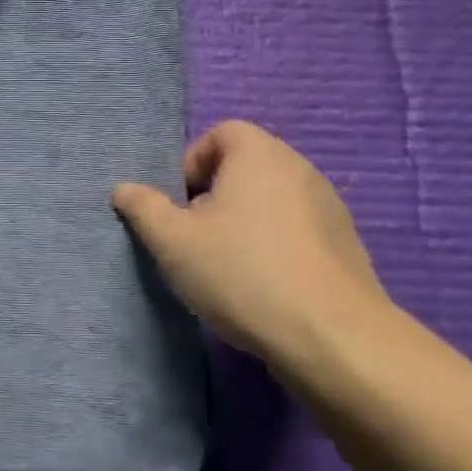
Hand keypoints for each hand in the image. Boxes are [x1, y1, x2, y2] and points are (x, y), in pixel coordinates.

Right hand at [113, 121, 399, 402]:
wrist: (333, 338)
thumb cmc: (243, 273)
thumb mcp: (174, 242)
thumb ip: (144, 208)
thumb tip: (124, 189)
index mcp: (259, 154)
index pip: (221, 133)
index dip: (193, 162)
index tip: (182, 205)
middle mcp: (299, 167)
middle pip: (247, 165)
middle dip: (216, 194)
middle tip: (199, 236)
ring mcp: (330, 205)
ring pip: (273, 198)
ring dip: (247, 220)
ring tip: (231, 265)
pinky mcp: (347, 243)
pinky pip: (299, 228)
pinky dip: (277, 243)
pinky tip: (267, 285)